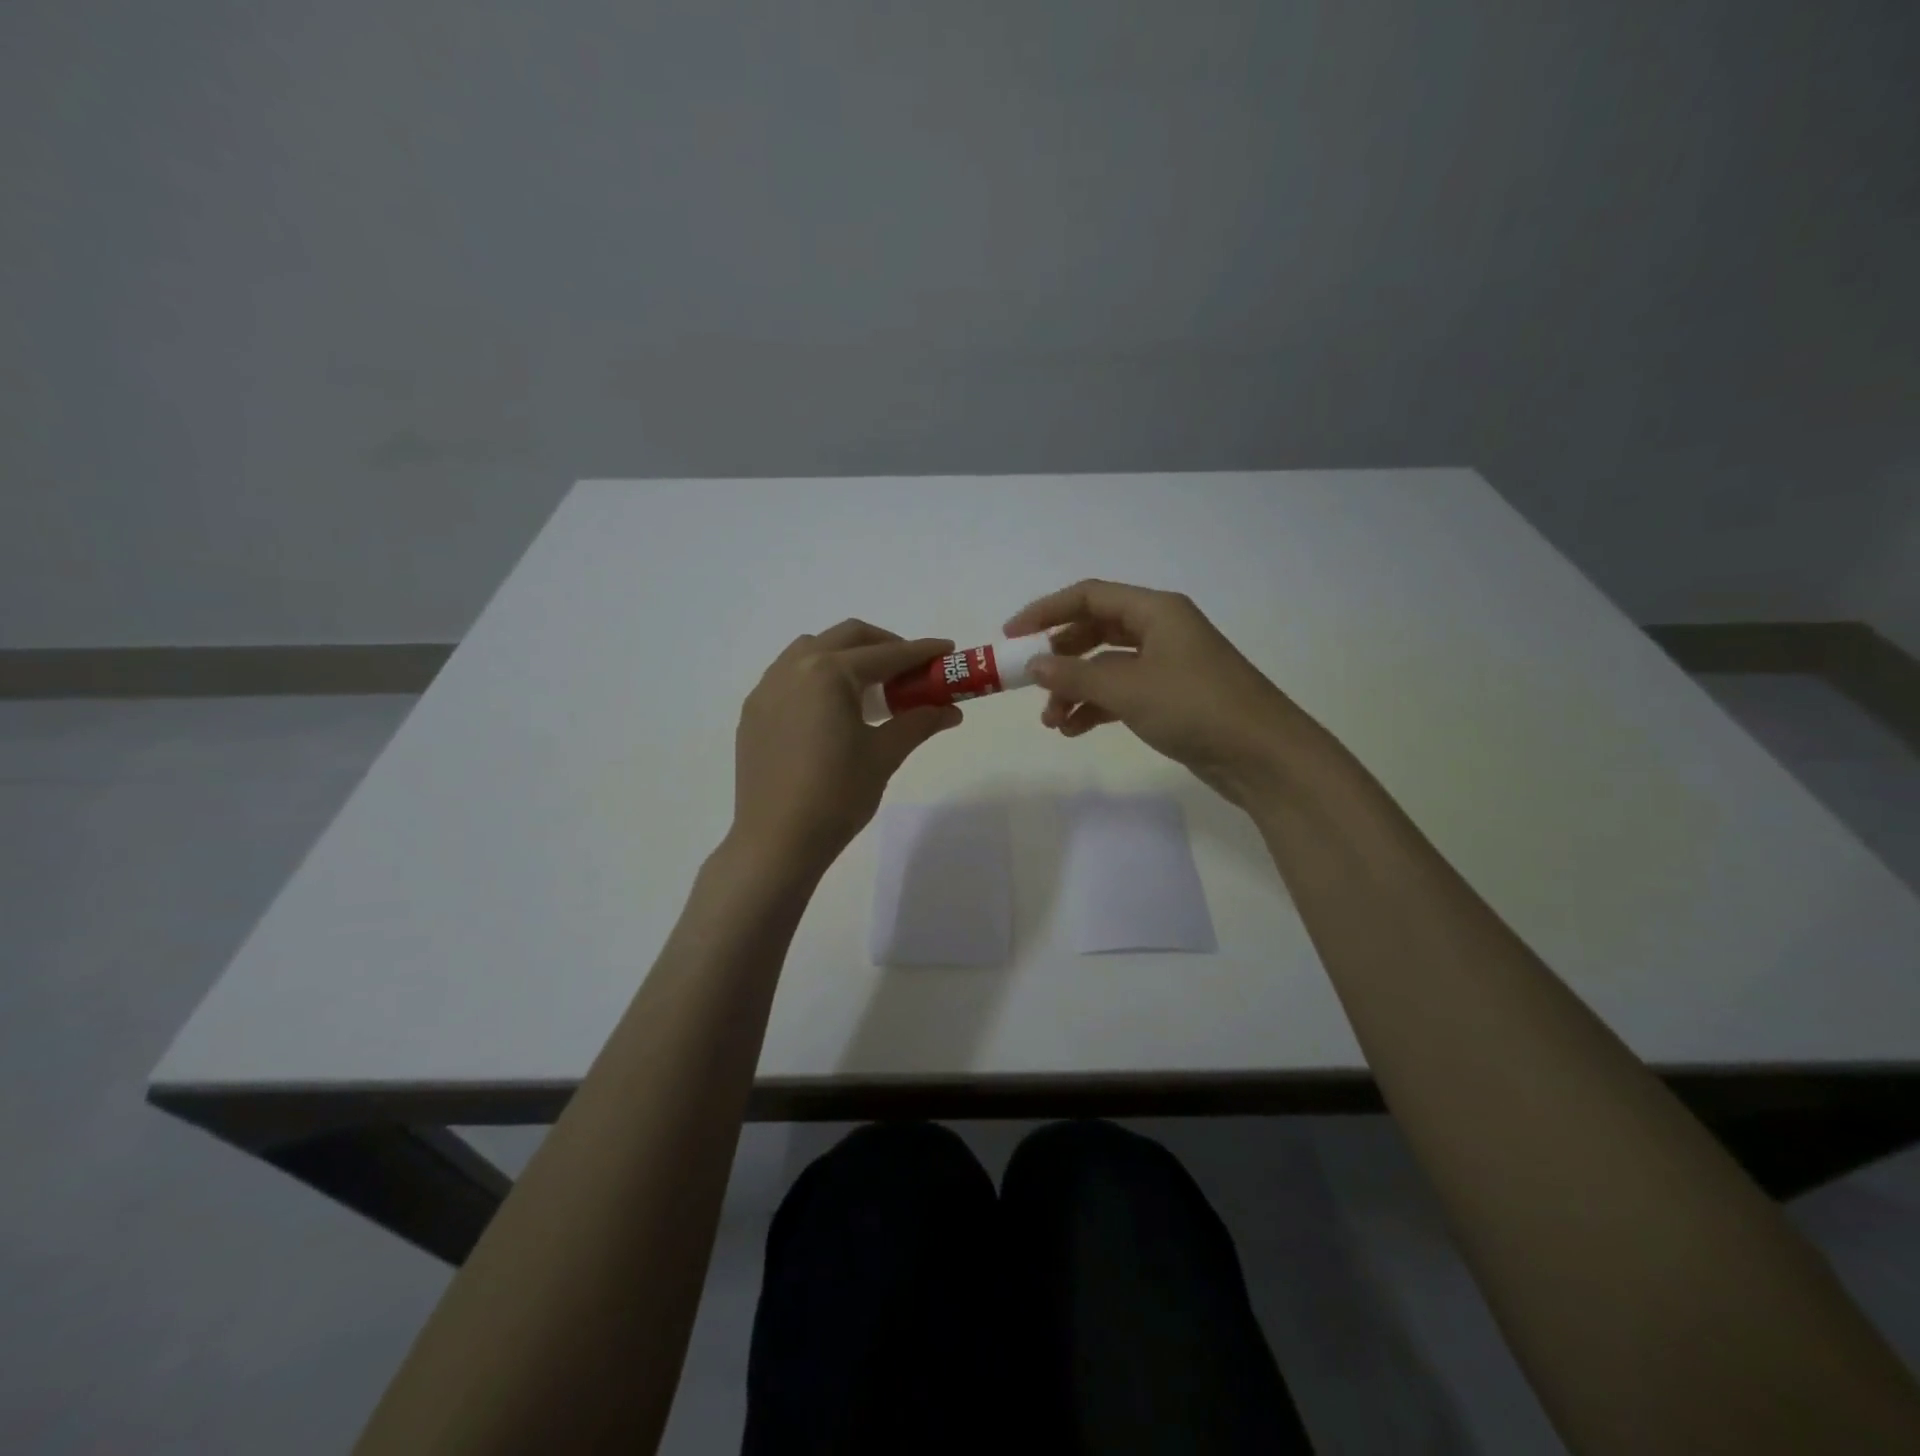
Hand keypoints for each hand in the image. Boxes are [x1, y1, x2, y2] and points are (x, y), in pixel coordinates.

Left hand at [730, 620, 961, 876]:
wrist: (777, 841)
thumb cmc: (837, 796)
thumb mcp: (884, 756)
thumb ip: (918, 723)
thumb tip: (951, 710)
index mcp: (828, 673)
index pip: (887, 654)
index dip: (921, 652)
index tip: (948, 650)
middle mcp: (794, 668)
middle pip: (847, 637)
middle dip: (884, 645)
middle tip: (911, 670)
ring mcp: (767, 688)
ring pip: (812, 650)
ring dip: (846, 656)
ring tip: (869, 688)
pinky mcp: (754, 712)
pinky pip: (789, 675)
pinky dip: (817, 677)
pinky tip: (830, 709)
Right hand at [1005, 580, 1304, 805]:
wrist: (1263, 756)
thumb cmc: (1196, 707)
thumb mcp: (1128, 689)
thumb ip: (1075, 676)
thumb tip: (1032, 664)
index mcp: (1156, 611)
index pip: (1089, 596)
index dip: (1046, 611)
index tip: (1011, 636)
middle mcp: (1161, 630)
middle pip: (1095, 630)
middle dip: (1059, 657)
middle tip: (1028, 681)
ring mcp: (1167, 665)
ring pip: (1106, 666)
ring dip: (1075, 689)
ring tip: (1051, 721)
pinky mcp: (1171, 697)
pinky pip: (1121, 692)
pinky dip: (1096, 707)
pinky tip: (1075, 730)